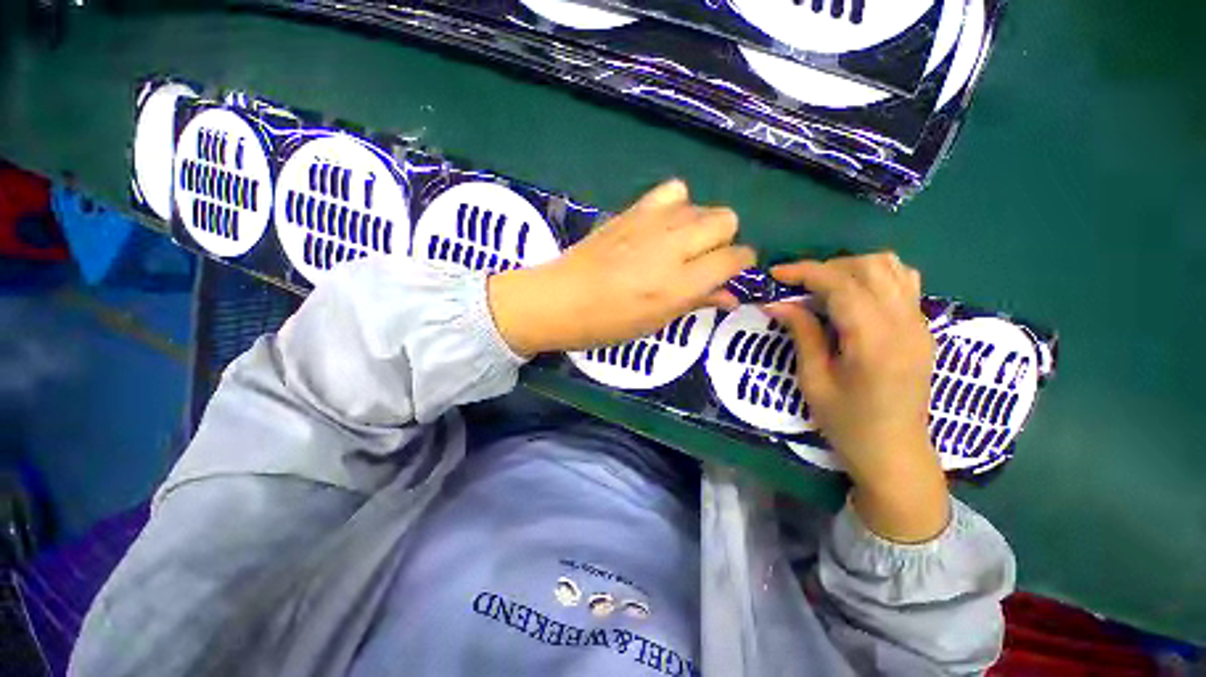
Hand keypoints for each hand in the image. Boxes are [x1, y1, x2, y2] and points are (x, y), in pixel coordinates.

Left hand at [490, 180, 755, 355]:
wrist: (559, 298)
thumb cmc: (609, 322)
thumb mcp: (659, 321)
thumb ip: (700, 301)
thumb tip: (732, 294)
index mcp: (680, 283)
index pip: (735, 257)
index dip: (742, 263)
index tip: (733, 271)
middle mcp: (673, 245)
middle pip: (726, 219)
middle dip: (726, 238)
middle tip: (706, 258)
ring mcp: (653, 222)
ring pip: (703, 204)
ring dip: (702, 222)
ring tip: (683, 242)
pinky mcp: (635, 208)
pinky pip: (673, 190)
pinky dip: (678, 202)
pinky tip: (666, 221)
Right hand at [765, 253, 948, 542]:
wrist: (897, 454)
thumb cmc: (852, 429)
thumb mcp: (816, 386)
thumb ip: (802, 336)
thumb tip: (779, 302)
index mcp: (872, 338)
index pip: (838, 283)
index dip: (805, 271)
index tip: (778, 273)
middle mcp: (900, 320)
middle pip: (866, 265)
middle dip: (831, 267)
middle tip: (808, 288)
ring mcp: (918, 321)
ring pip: (890, 265)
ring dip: (859, 267)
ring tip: (838, 288)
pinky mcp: (924, 327)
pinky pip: (906, 282)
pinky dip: (883, 277)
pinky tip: (867, 297)